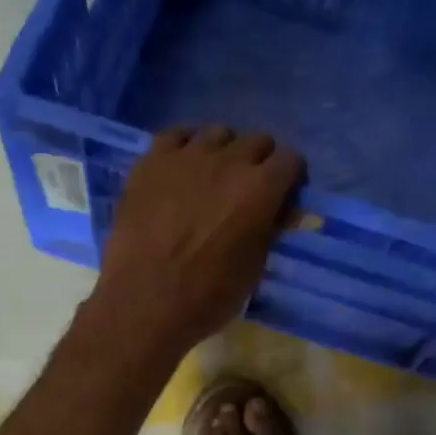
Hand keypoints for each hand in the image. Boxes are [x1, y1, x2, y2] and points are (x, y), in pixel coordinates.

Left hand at [91, 126, 303, 359]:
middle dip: (260, 161)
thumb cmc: (207, 295)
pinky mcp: (151, 161)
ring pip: (218, 133)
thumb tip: (280, 210)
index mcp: (260, 189)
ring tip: (212, 177)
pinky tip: (181, 167)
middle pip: (257, 141)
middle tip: (249, 189)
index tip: (283, 196)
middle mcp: (228, 161)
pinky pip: (176, 134)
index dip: (290, 178)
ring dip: (223, 151)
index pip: (291, 159)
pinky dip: (186, 146)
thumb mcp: (255, 268)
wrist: (144, 302)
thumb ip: (270, 229)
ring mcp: (186, 156)